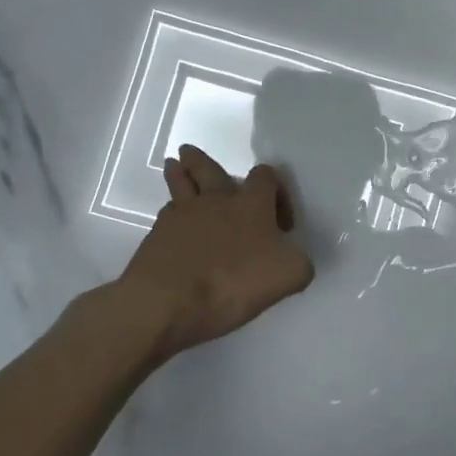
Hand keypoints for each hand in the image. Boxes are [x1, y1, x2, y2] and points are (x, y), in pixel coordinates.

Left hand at [117, 145, 314, 359]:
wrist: (169, 302)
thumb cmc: (235, 282)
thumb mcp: (290, 274)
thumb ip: (298, 260)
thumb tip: (291, 255)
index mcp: (252, 204)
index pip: (266, 176)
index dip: (277, 191)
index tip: (281, 223)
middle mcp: (216, 200)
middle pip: (209, 169)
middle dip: (203, 162)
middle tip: (192, 154)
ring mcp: (182, 216)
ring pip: (181, 186)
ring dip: (179, 175)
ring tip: (174, 166)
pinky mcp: (157, 237)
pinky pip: (166, 217)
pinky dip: (171, 216)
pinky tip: (172, 223)